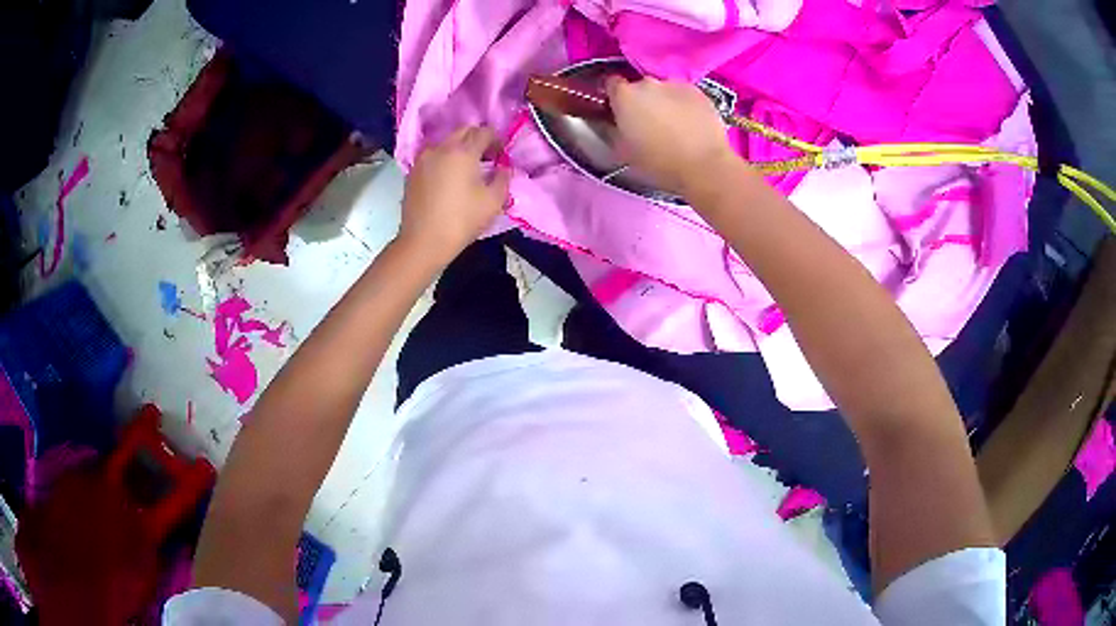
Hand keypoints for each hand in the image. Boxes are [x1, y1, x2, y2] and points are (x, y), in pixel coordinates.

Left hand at [397, 126, 510, 265]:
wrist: (423, 242)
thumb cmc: (461, 221)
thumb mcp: (494, 202)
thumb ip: (503, 178)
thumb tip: (503, 168)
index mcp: (462, 151)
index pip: (484, 131)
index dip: (497, 139)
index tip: (501, 154)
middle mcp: (440, 148)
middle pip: (463, 131)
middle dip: (477, 139)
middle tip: (486, 158)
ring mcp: (423, 159)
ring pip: (446, 143)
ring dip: (459, 149)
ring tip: (466, 169)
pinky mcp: (412, 172)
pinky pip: (433, 156)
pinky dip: (444, 160)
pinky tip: (448, 179)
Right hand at [605, 77, 738, 195]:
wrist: (704, 167)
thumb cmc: (658, 163)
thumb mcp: (623, 151)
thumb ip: (612, 129)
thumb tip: (611, 121)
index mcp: (625, 95)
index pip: (611, 83)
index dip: (614, 96)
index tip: (618, 109)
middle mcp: (648, 83)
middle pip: (639, 87)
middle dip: (641, 100)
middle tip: (647, 122)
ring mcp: (675, 85)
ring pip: (663, 90)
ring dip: (663, 102)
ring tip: (672, 125)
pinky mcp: (698, 92)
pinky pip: (684, 95)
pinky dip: (684, 105)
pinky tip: (690, 124)